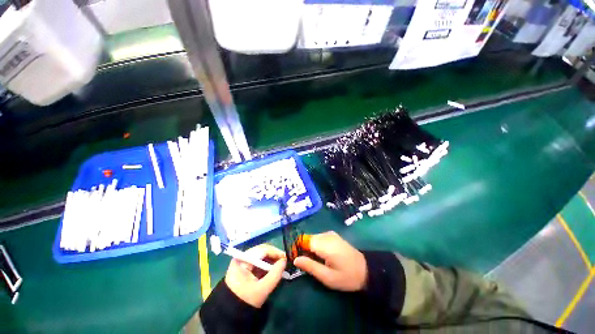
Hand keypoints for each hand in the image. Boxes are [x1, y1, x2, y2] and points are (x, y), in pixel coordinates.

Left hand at [224, 244, 286, 307]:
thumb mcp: (262, 289)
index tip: (285, 258)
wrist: (230, 314)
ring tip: (280, 266)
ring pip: (261, 256)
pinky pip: (259, 262)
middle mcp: (242, 257)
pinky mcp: (245, 268)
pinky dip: (267, 265)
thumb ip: (275, 274)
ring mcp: (243, 262)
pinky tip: (273, 269)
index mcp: (242, 260)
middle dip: (274, 256)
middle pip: (262, 251)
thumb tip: (284, 261)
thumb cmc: (245, 301)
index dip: (275, 252)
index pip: (262, 250)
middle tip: (284, 262)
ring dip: (271, 260)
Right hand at [294, 231, 366, 291]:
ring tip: (312, 262)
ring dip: (309, 248)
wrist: (367, 270)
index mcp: (324, 244)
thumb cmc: (347, 277)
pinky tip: (320, 256)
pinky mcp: (333, 235)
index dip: (296, 248)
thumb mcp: (327, 277)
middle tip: (304, 264)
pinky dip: (316, 246)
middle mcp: (326, 235)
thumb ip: (310, 266)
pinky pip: (319, 238)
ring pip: (312, 238)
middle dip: (302, 249)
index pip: (303, 240)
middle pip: (307, 238)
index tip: (294, 260)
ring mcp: (330, 234)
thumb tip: (295, 259)